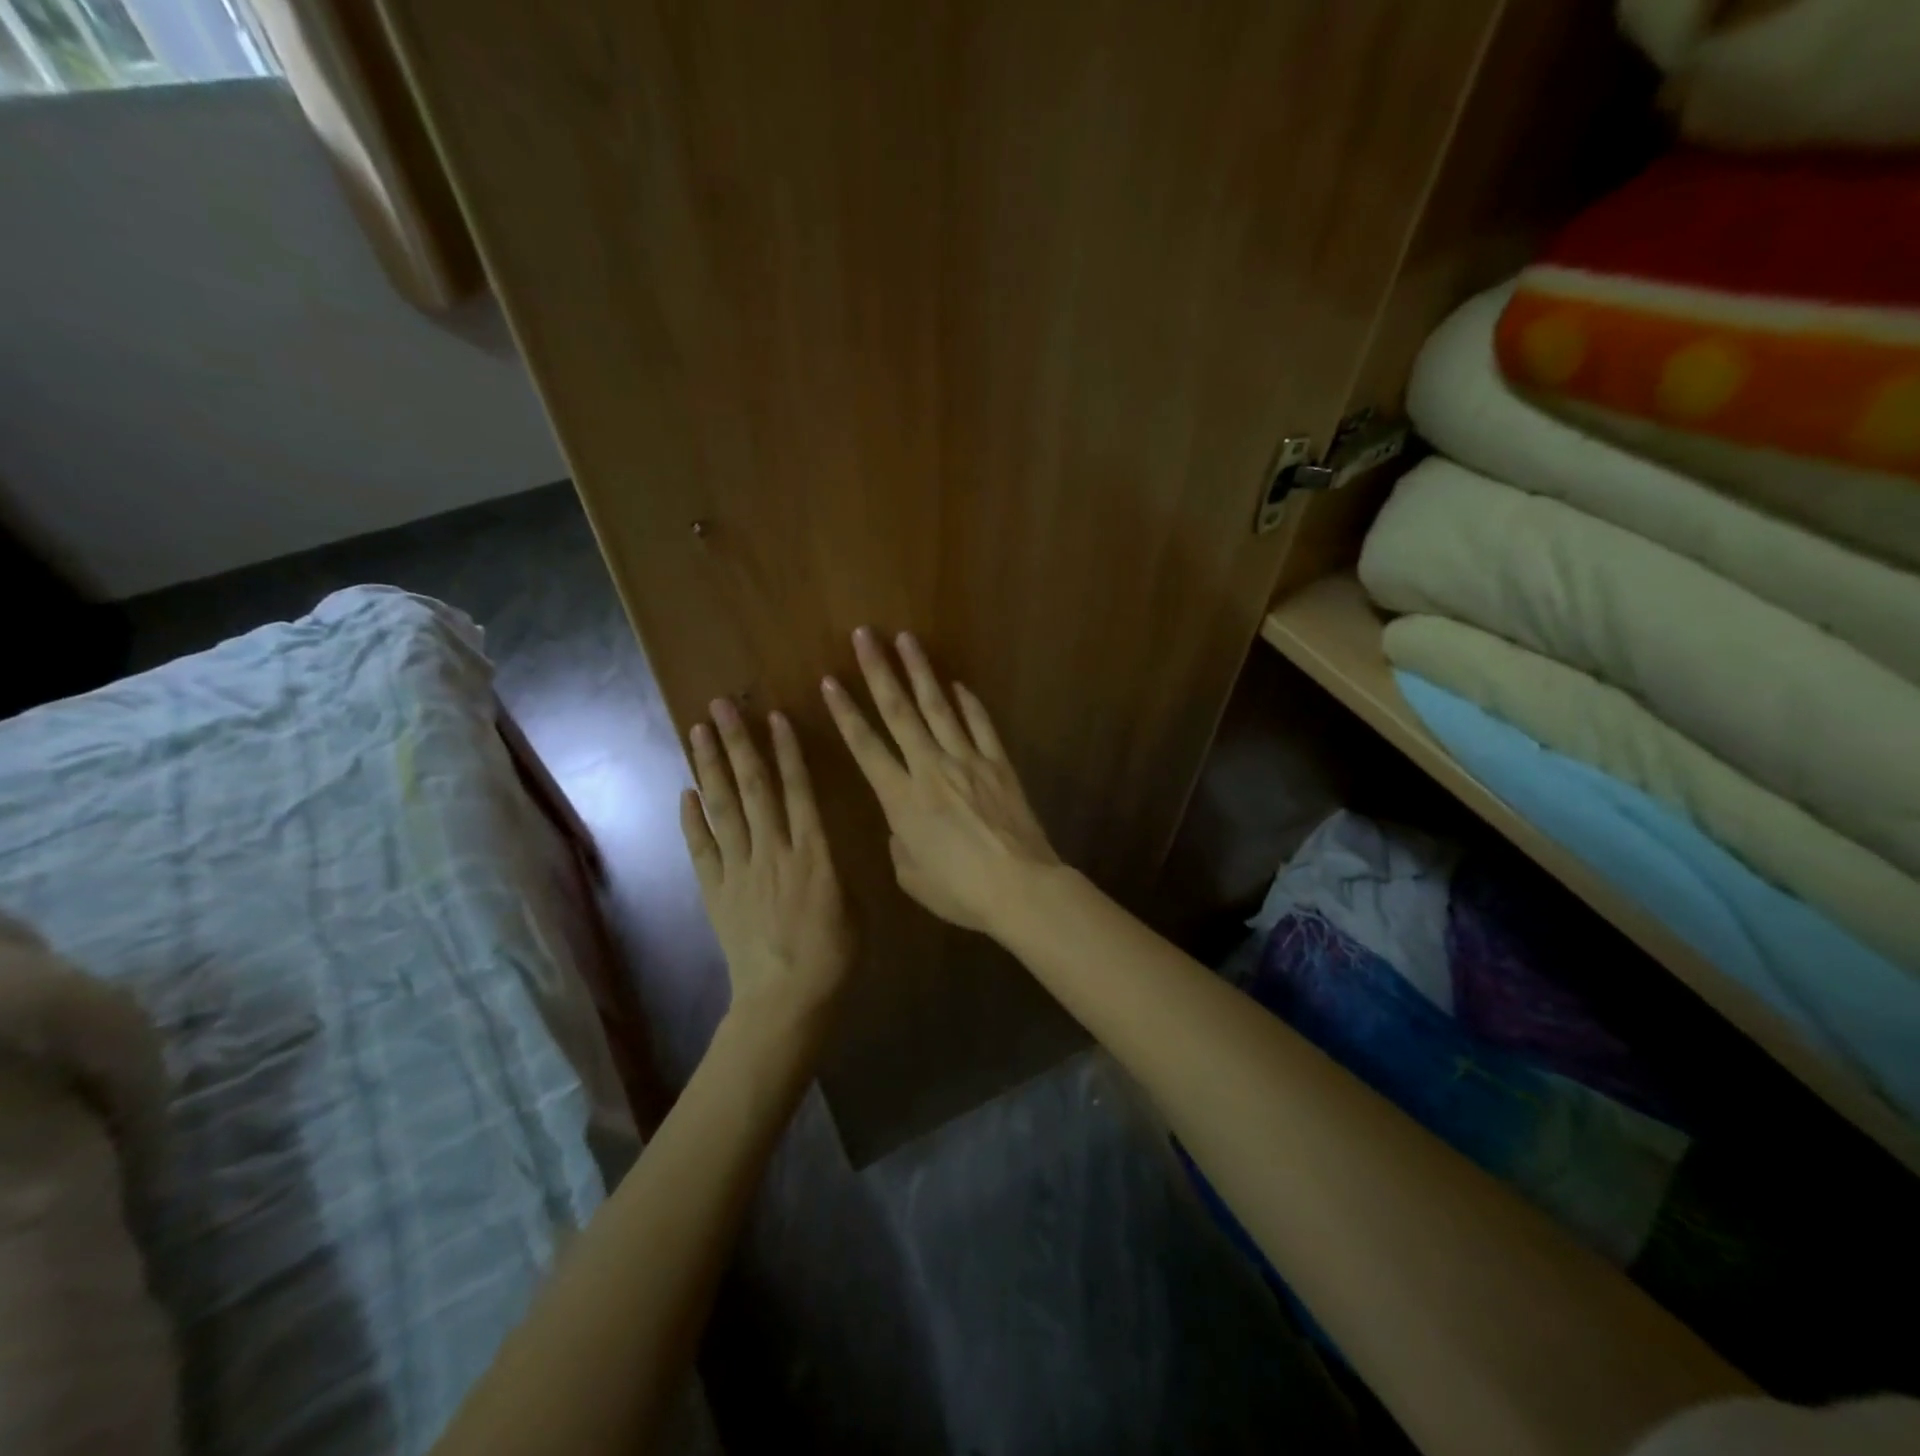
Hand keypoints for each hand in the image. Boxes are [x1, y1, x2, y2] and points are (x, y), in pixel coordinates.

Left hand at [681, 700, 854, 1025]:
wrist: (786, 1000)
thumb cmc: (834, 956)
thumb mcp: (855, 905)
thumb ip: (836, 867)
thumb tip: (824, 847)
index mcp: (814, 853)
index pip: (798, 790)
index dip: (787, 752)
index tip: (774, 718)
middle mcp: (773, 851)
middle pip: (753, 788)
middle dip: (737, 744)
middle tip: (721, 707)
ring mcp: (739, 870)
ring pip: (723, 809)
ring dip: (710, 767)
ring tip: (697, 732)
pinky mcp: (716, 891)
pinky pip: (702, 848)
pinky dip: (692, 819)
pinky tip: (686, 791)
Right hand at [821, 628, 1059, 934]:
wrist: (1021, 888)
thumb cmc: (960, 891)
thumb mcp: (912, 877)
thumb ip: (900, 844)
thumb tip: (903, 826)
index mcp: (902, 799)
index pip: (865, 747)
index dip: (845, 713)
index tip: (829, 681)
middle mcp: (931, 769)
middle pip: (900, 712)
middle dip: (878, 671)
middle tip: (865, 635)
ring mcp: (969, 762)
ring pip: (939, 708)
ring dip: (920, 672)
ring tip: (906, 640)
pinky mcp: (999, 765)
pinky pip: (981, 726)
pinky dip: (969, 704)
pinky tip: (958, 685)